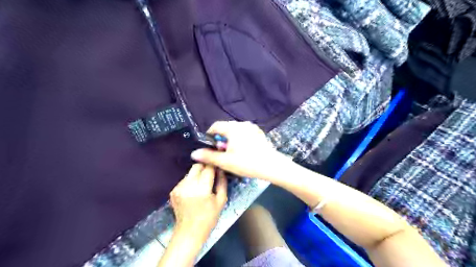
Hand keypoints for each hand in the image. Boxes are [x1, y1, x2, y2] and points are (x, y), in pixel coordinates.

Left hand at [170, 163, 227, 242]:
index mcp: (201, 188)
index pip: (208, 167)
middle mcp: (188, 185)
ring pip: (190, 172)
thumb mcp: (221, 201)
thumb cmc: (209, 218)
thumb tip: (221, 169)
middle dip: (205, 168)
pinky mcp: (173, 190)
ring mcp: (178, 187)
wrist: (189, 232)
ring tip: (202, 186)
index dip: (214, 165)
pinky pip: (184, 180)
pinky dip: (190, 182)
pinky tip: (193, 192)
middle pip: (197, 166)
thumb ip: (222, 182)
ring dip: (197, 175)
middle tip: (210, 176)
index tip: (218, 167)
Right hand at [191, 121, 289, 181]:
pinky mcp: (259, 133)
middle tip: (221, 153)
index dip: (209, 135)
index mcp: (233, 128)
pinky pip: (244, 133)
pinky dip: (239, 139)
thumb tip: (194, 153)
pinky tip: (243, 151)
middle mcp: (242, 124)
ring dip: (230, 140)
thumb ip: (209, 156)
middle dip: (220, 139)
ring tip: (232, 154)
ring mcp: (252, 128)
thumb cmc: (247, 163)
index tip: (209, 146)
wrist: (272, 165)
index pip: (215, 126)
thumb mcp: (225, 161)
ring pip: (235, 131)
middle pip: (225, 128)